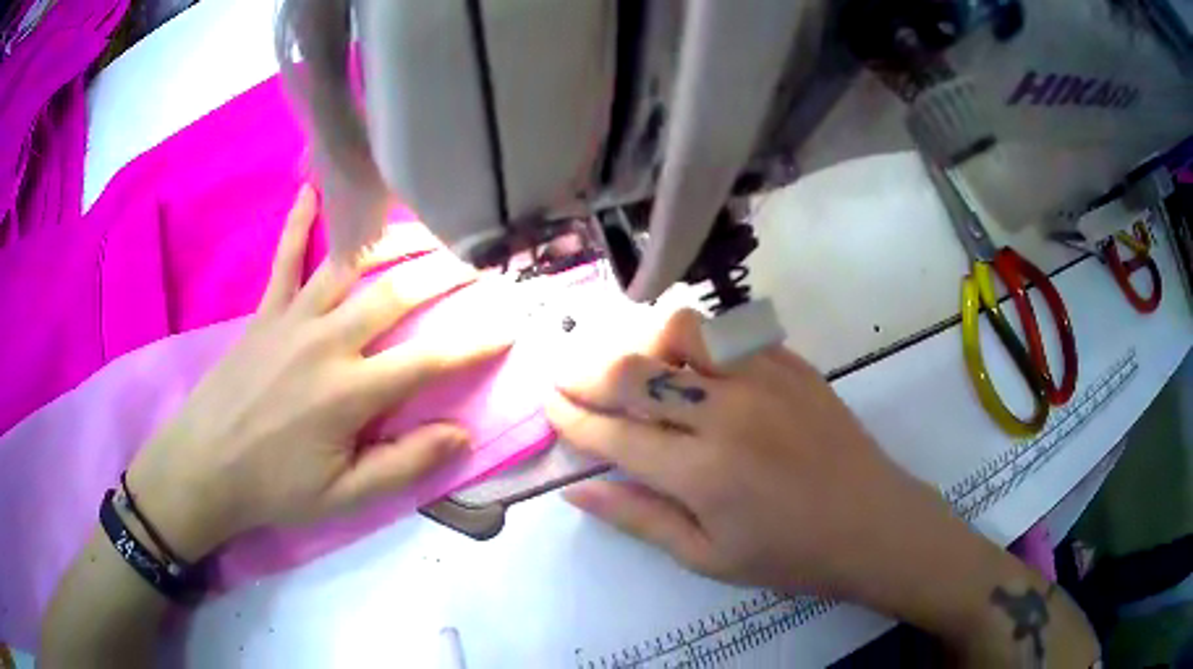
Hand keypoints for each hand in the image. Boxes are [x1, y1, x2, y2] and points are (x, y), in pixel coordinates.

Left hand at [125, 185, 510, 560]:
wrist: (203, 467)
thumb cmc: (274, 488)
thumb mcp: (344, 498)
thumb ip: (403, 466)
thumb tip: (461, 434)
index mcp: (350, 392)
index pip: (430, 360)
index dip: (476, 342)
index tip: (511, 323)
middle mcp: (326, 342)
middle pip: (396, 295)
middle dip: (445, 276)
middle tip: (479, 262)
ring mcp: (292, 319)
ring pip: (350, 265)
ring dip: (393, 242)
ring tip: (427, 229)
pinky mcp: (265, 312)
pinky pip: (286, 259)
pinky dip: (300, 224)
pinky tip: (311, 190)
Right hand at [547, 310, 985, 606]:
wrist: (872, 522)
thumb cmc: (789, 553)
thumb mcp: (707, 557)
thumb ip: (639, 519)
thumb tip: (578, 489)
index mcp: (701, 473)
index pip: (614, 433)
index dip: (572, 417)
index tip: (549, 404)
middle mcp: (726, 413)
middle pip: (635, 372)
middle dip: (587, 371)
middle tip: (568, 376)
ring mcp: (763, 379)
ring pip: (681, 330)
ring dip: (643, 343)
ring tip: (633, 366)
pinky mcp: (790, 363)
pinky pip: (728, 333)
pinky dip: (695, 341)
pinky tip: (691, 362)